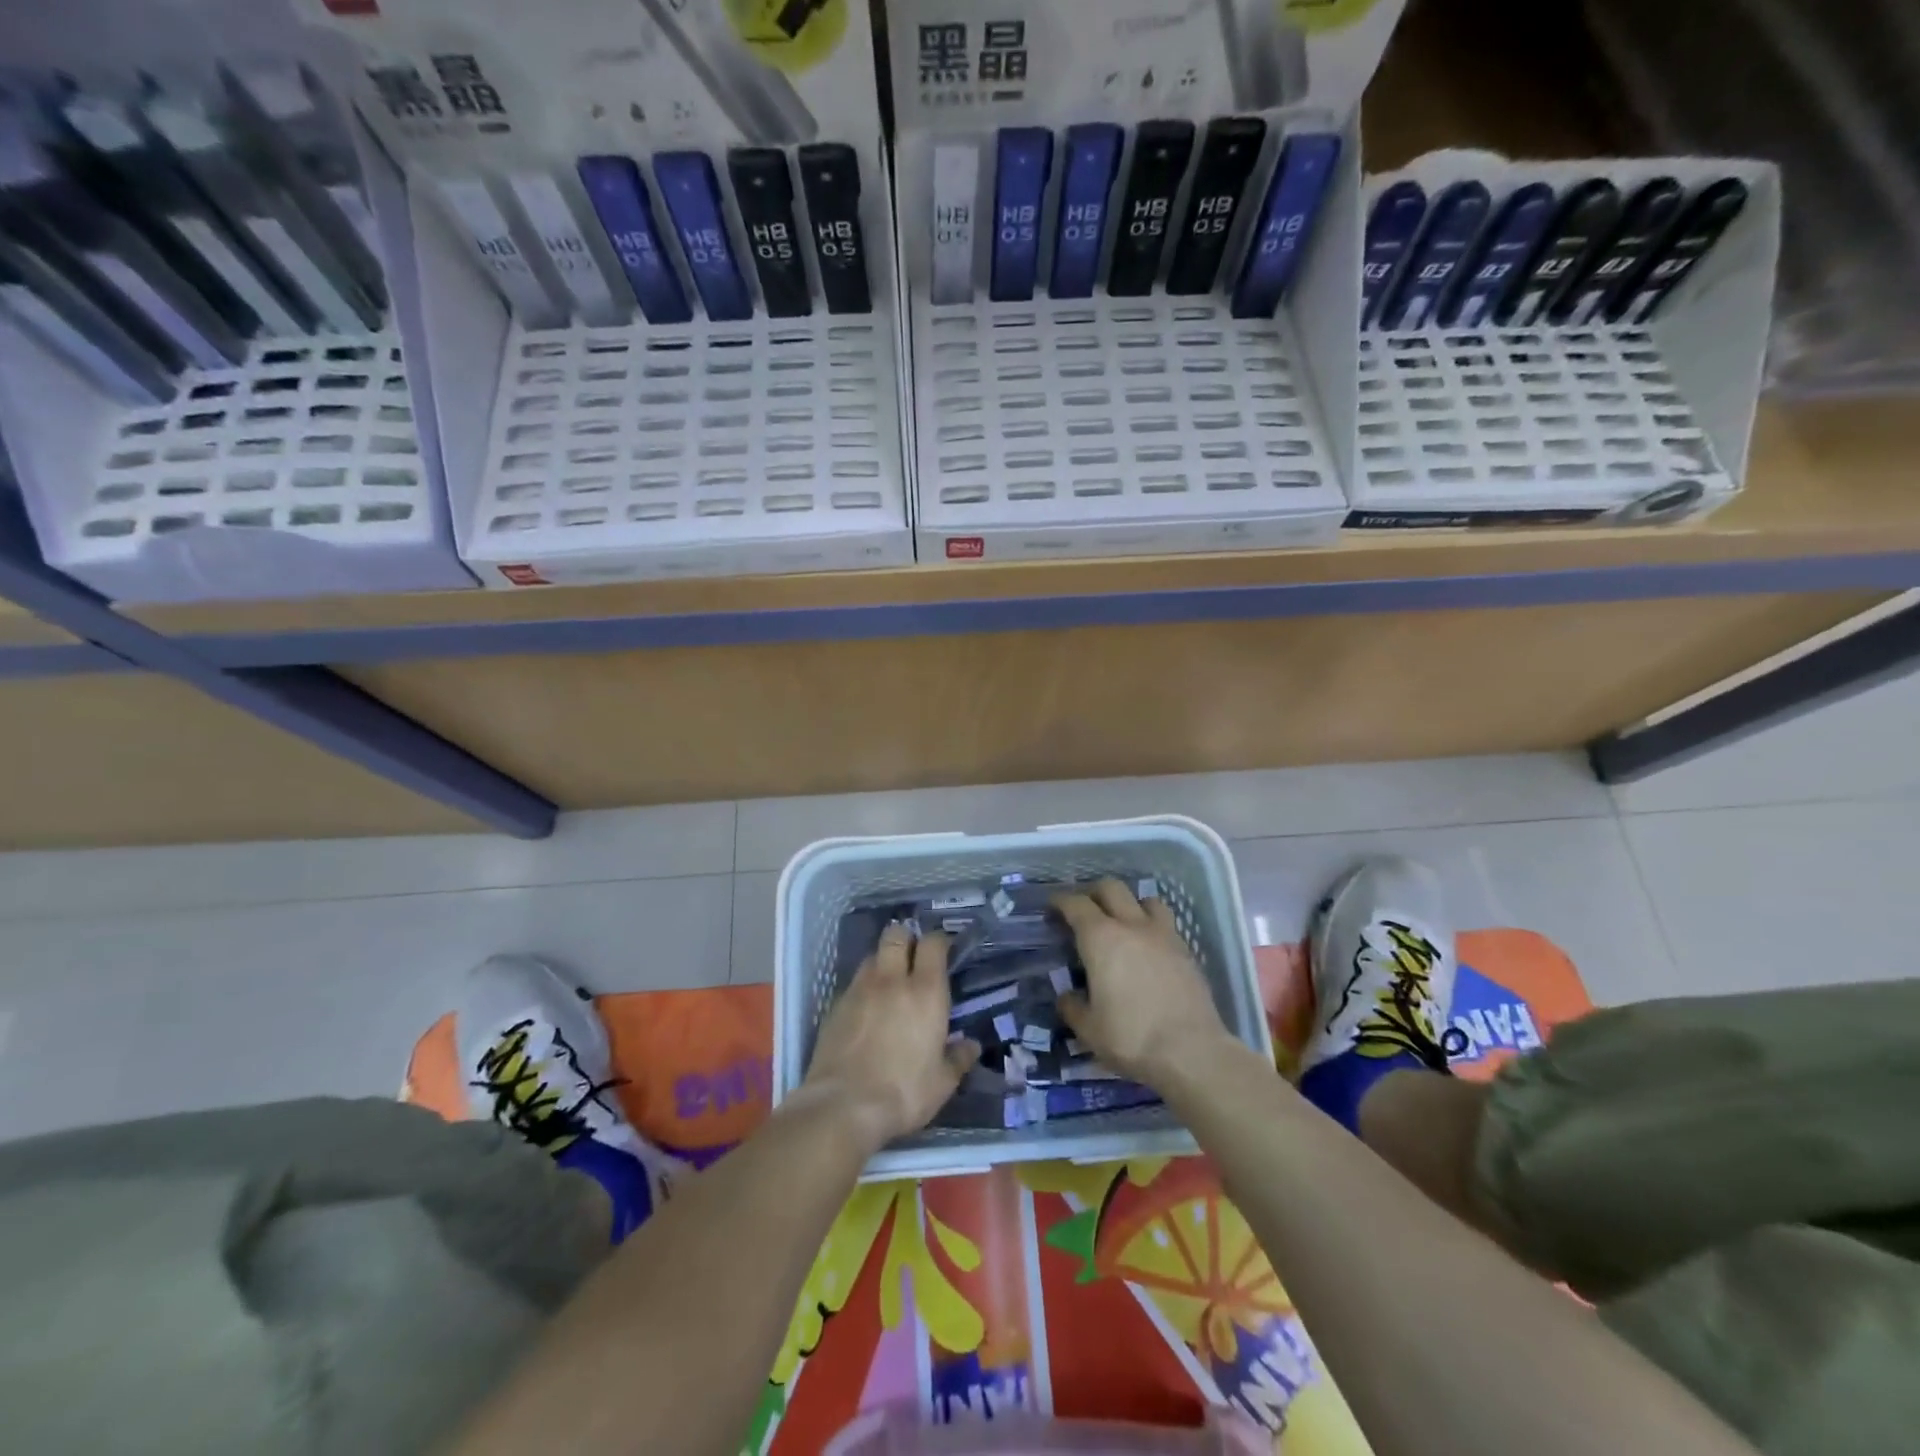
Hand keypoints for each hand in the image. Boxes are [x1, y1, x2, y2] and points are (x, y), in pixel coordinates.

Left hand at [802, 924, 979, 1151]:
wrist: (843, 1106)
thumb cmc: (903, 1092)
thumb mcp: (942, 1083)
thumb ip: (958, 1059)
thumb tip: (971, 1045)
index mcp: (925, 992)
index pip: (933, 944)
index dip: (939, 940)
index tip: (944, 948)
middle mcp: (892, 980)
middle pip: (896, 935)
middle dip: (906, 938)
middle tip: (913, 955)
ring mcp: (860, 990)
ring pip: (872, 955)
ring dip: (883, 960)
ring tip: (889, 980)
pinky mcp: (835, 1005)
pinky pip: (853, 982)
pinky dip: (863, 986)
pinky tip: (866, 1007)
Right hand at [1053, 879, 1235, 1087]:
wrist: (1192, 1052)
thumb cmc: (1131, 1037)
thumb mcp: (1088, 1029)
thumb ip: (1073, 1007)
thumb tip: (1067, 996)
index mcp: (1101, 938)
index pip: (1076, 904)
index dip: (1061, 901)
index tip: (1052, 907)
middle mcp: (1132, 926)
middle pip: (1111, 888)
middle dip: (1093, 892)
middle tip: (1084, 909)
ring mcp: (1163, 935)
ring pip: (1145, 899)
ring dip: (1129, 903)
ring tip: (1122, 922)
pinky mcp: (1186, 951)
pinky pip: (1166, 923)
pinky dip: (1151, 925)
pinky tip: (1148, 947)